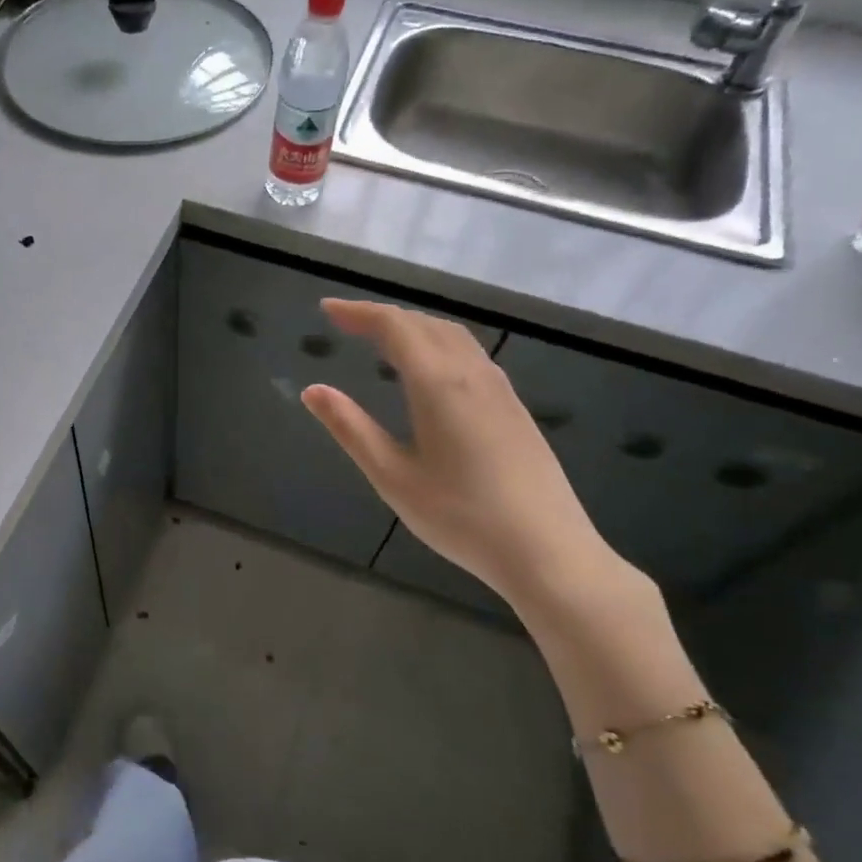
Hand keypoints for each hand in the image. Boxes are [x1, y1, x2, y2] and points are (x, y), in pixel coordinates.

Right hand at [301, 299, 629, 617]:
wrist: (547, 551)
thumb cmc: (461, 517)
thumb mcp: (393, 477)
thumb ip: (352, 429)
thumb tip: (313, 390)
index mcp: (439, 385)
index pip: (395, 328)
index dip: (359, 312)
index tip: (327, 309)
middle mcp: (472, 375)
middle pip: (425, 325)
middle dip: (383, 316)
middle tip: (346, 323)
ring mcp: (500, 391)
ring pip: (453, 337)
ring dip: (413, 327)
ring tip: (382, 340)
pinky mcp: (515, 410)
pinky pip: (471, 355)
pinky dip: (438, 344)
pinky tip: (430, 371)